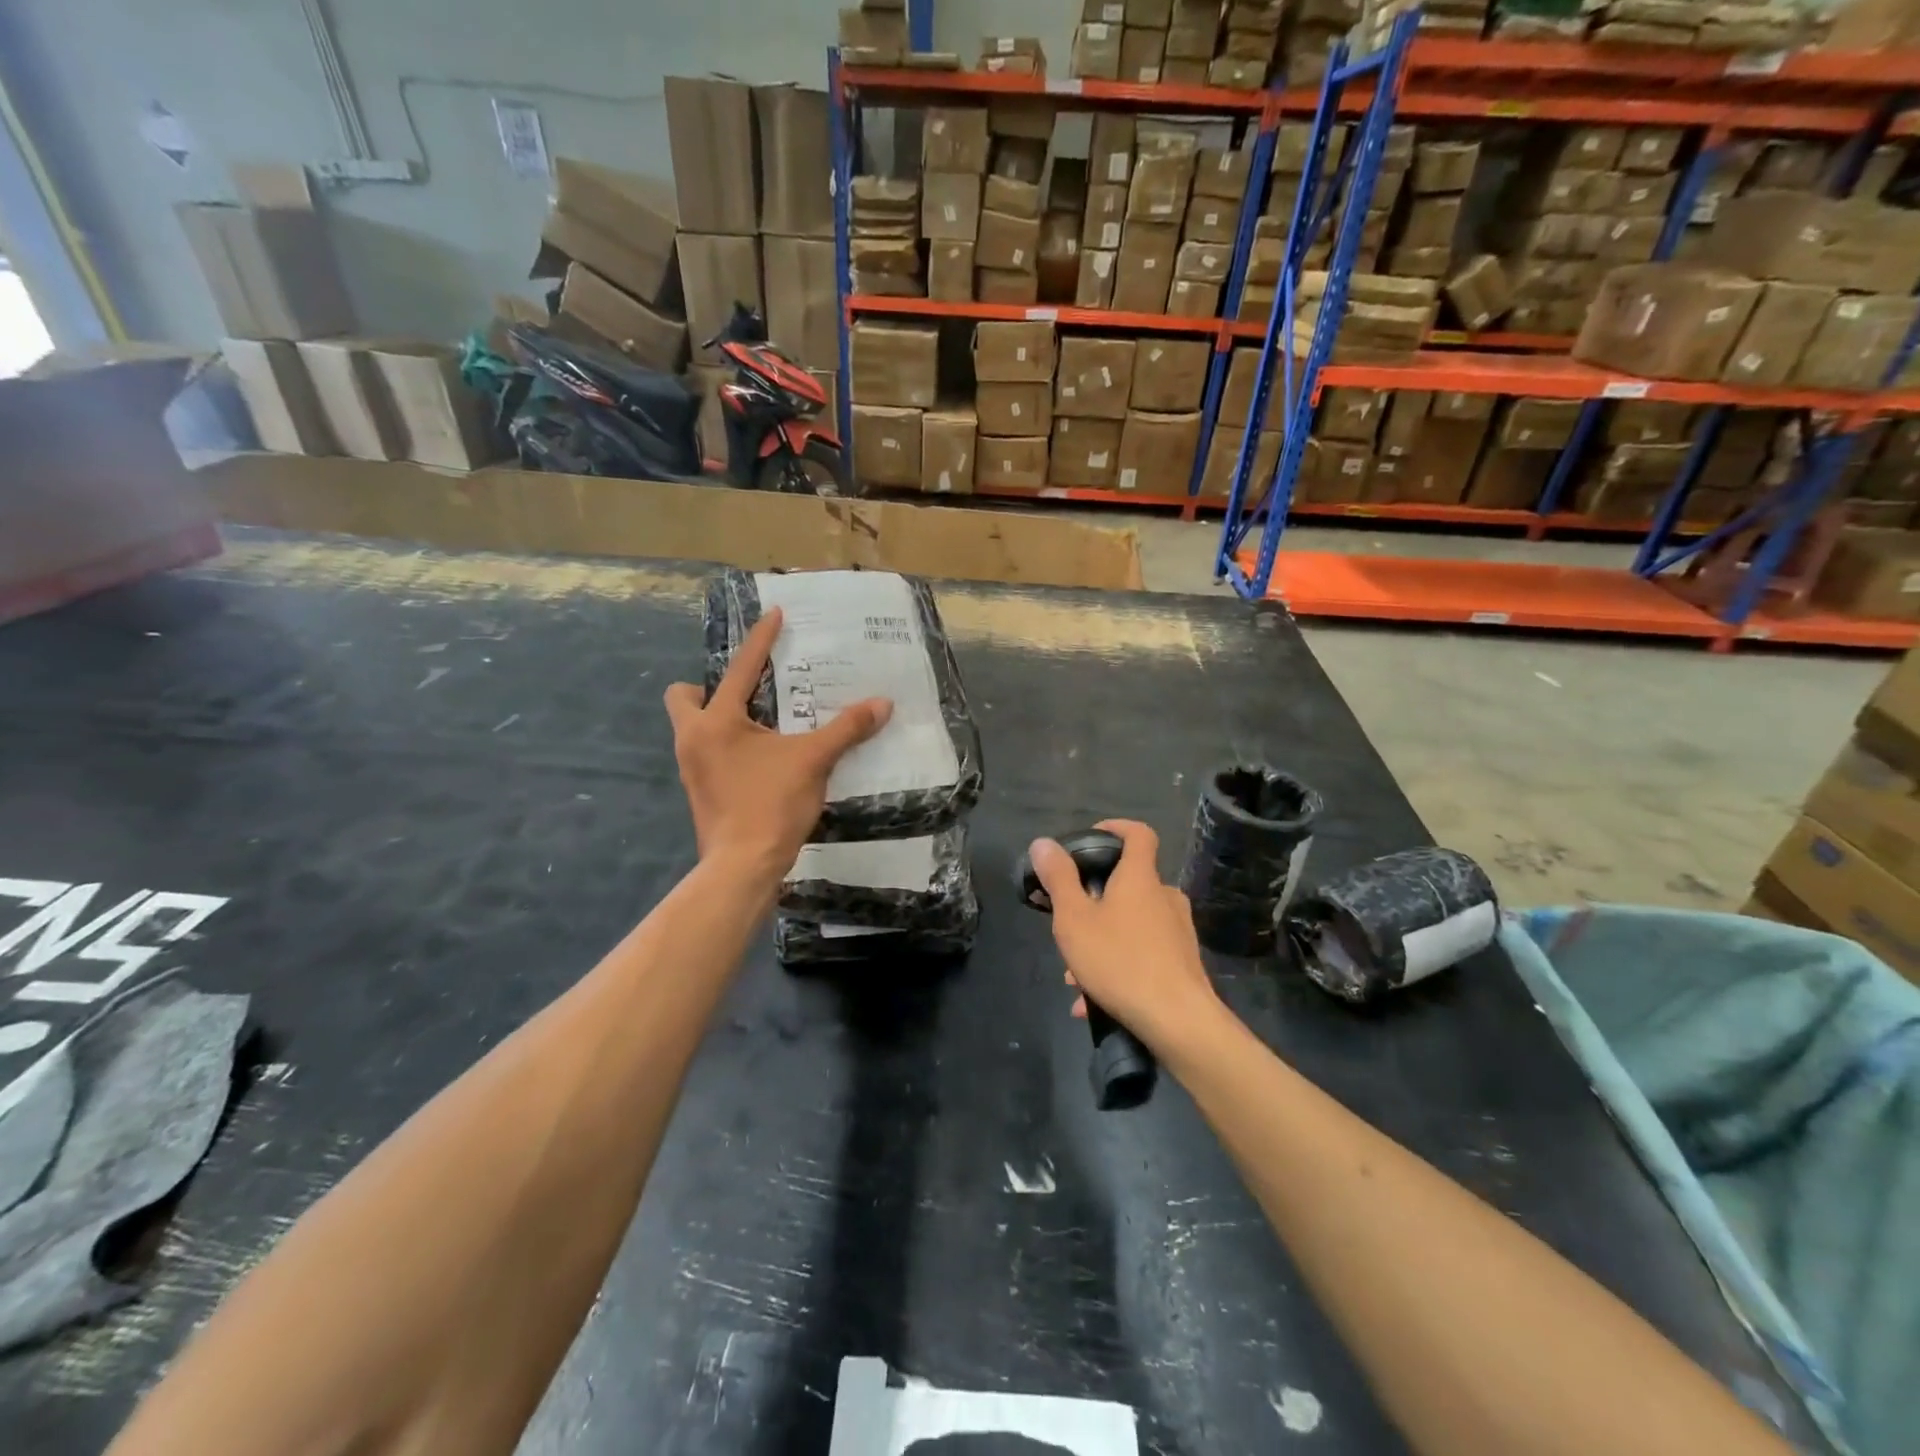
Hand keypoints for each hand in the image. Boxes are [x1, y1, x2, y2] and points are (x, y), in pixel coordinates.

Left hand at [665, 607, 891, 873]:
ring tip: (762, 725)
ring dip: (722, 719)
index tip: (774, 614)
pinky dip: (728, 748)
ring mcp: (691, 768)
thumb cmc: (771, 805)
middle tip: (748, 695)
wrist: (742, 867)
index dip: (761, 639)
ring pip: (694, 728)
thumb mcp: (814, 761)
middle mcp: (693, 738)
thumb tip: (882, 704)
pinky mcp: (699, 792)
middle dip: (708, 688)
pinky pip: (707, 753)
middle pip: (684, 697)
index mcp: (717, 721)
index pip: (742, 668)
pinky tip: (761, 760)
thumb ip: (847, 729)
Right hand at [1029, 820, 1220, 1053]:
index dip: (1116, 828)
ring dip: (1102, 940)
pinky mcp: (1183, 963)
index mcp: (1140, 878)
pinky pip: (1143, 954)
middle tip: (1069, 922)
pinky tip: (1091, 1001)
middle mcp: (1165, 898)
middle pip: (1130, 884)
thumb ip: (1058, 879)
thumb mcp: (1074, 919)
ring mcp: (1178, 931)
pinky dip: (1117, 967)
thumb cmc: (1120, 961)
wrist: (1179, 1021)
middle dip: (1095, 900)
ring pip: (1132, 924)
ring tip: (1073, 975)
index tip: (1092, 838)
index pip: (1138, 834)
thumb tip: (1044, 843)